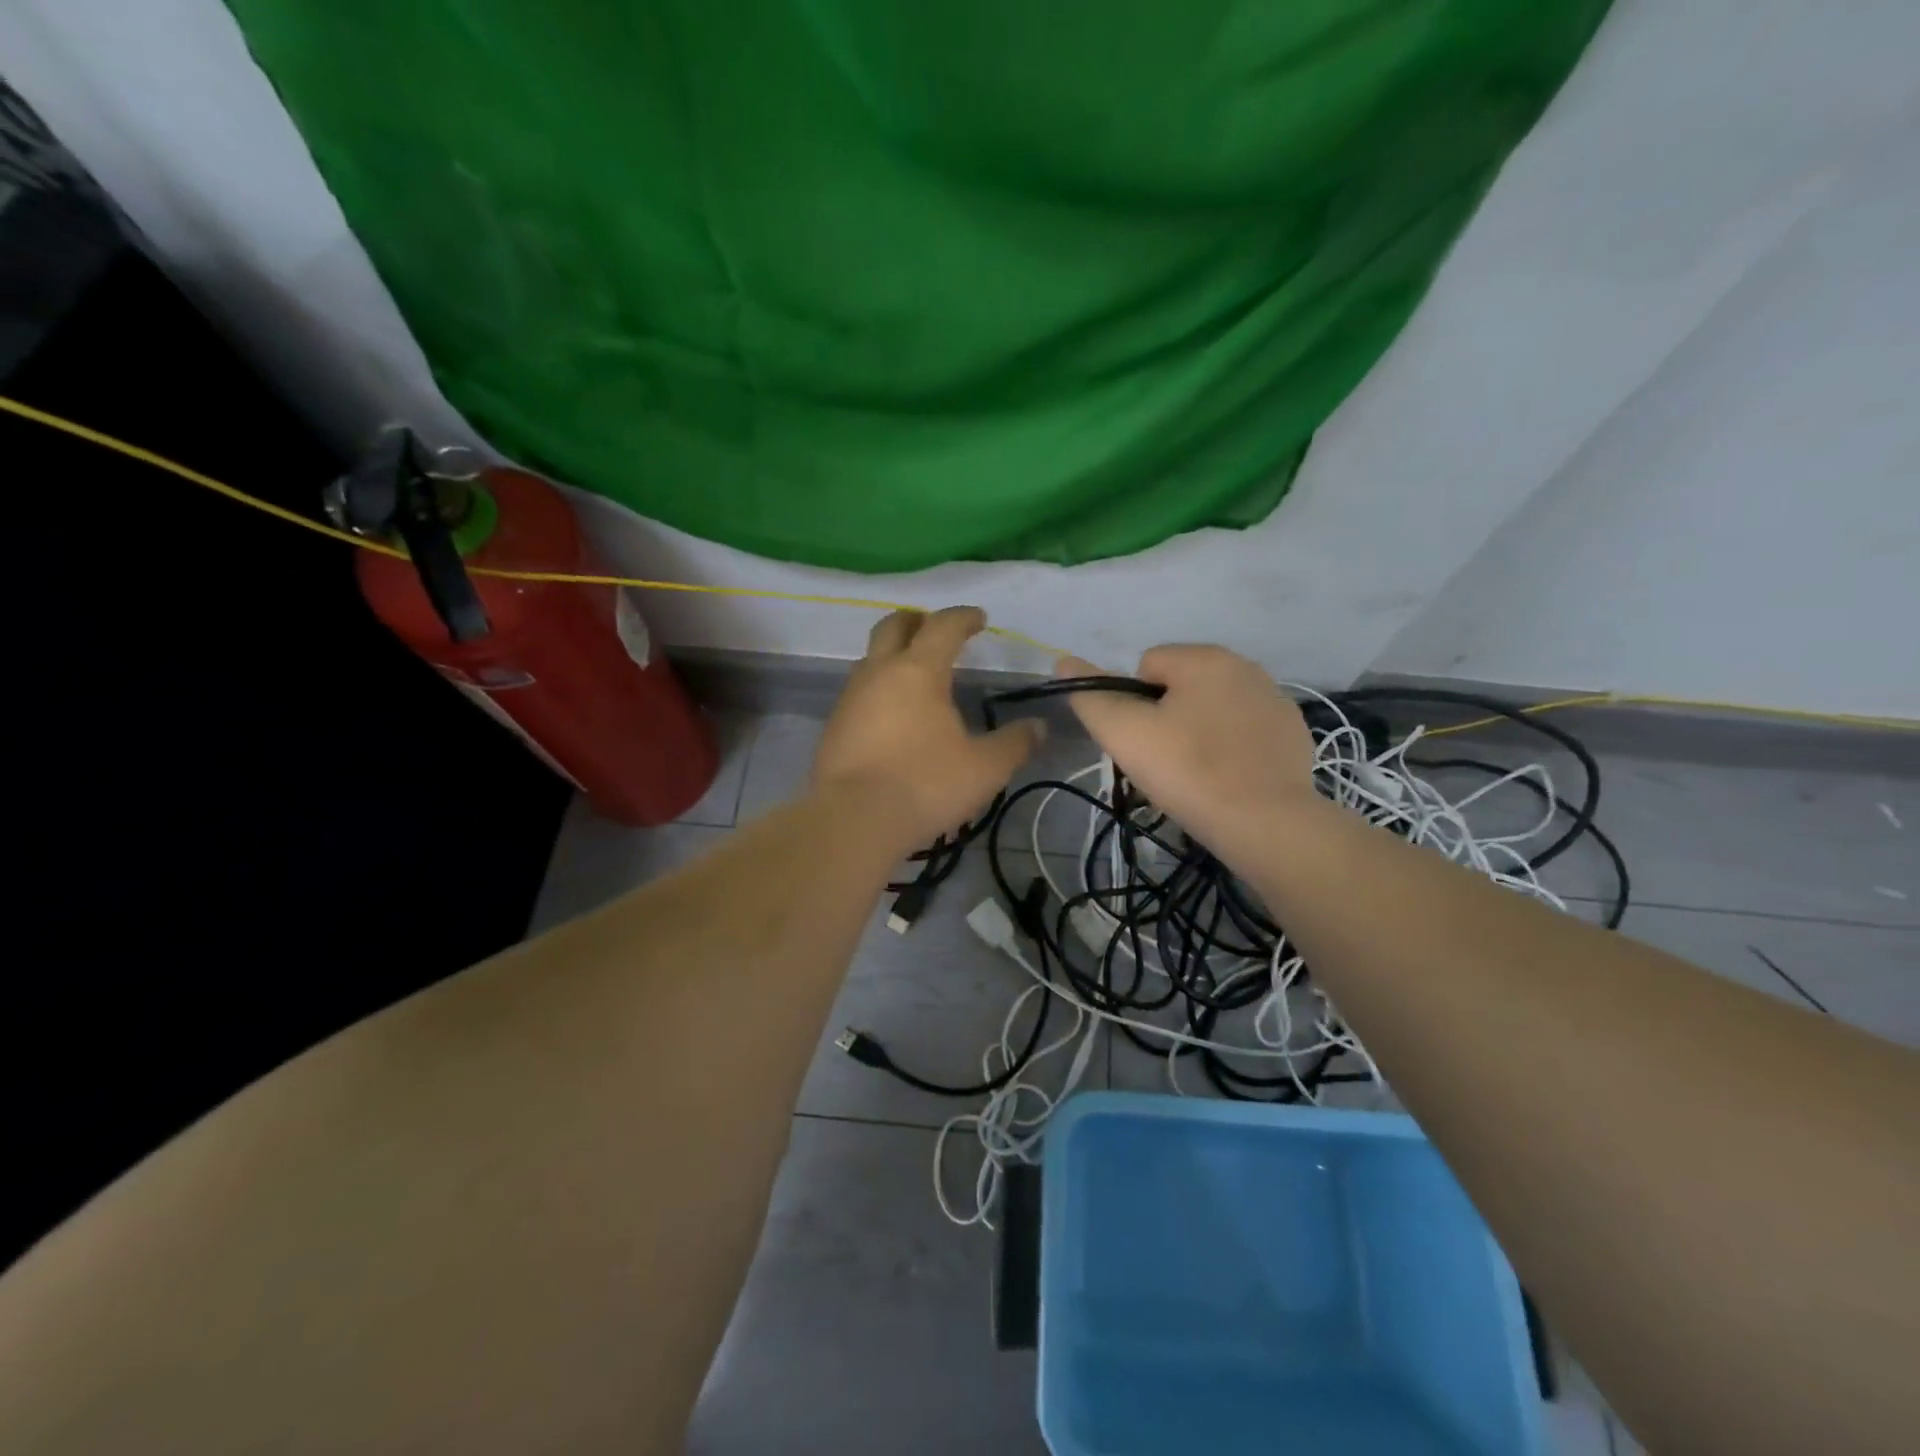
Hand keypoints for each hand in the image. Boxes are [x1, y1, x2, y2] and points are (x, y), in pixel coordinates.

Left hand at [813, 607, 1043, 850]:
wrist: (852, 820)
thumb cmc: (925, 785)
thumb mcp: (985, 768)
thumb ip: (1014, 744)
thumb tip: (1038, 727)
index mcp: (919, 670)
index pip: (943, 626)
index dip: (963, 617)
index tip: (979, 619)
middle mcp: (879, 673)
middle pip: (893, 627)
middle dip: (916, 620)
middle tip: (934, 628)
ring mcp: (850, 698)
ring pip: (870, 659)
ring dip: (892, 655)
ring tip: (914, 674)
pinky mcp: (834, 726)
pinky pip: (859, 692)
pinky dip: (878, 689)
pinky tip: (892, 715)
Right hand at [1056, 645, 1319, 860]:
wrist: (1265, 824)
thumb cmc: (1188, 771)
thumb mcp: (1124, 734)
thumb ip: (1090, 695)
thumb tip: (1063, 662)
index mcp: (1205, 658)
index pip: (1146, 665)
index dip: (1133, 704)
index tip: (1142, 741)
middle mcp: (1245, 666)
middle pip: (1181, 684)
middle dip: (1167, 715)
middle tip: (1164, 761)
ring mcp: (1275, 700)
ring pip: (1214, 707)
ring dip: (1199, 729)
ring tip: (1196, 774)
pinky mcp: (1293, 733)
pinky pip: (1244, 730)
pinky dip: (1232, 747)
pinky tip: (1229, 779)